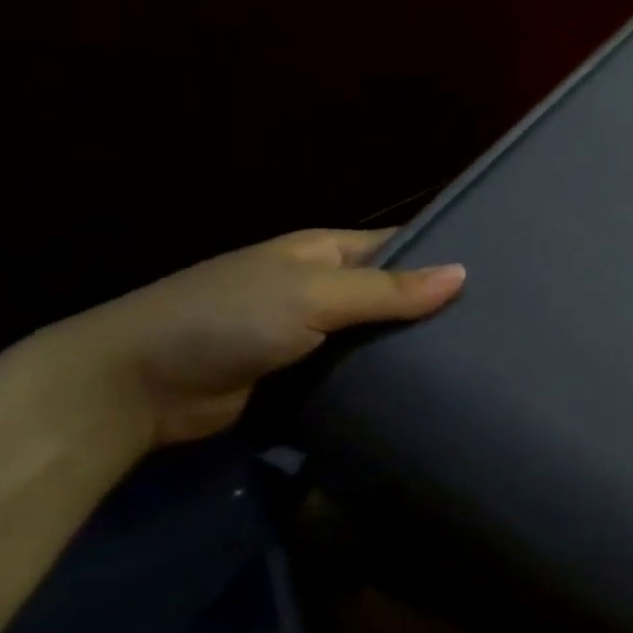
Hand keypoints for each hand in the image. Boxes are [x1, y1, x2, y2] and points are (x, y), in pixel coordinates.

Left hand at [36, 228, 464, 449]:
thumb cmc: (225, 319)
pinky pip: (358, 369)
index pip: (401, 243)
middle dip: (437, 306)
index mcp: (325, 251)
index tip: (500, 274)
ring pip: (380, 334)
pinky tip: (430, 389)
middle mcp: (323, 286)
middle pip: (395, 291)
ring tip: (478, 358)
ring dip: (415, 346)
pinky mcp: (303, 375)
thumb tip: (463, 274)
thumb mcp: (312, 295)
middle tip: (500, 325)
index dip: (445, 254)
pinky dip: (387, 377)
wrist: (131, 389)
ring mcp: (312, 332)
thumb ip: (386, 289)